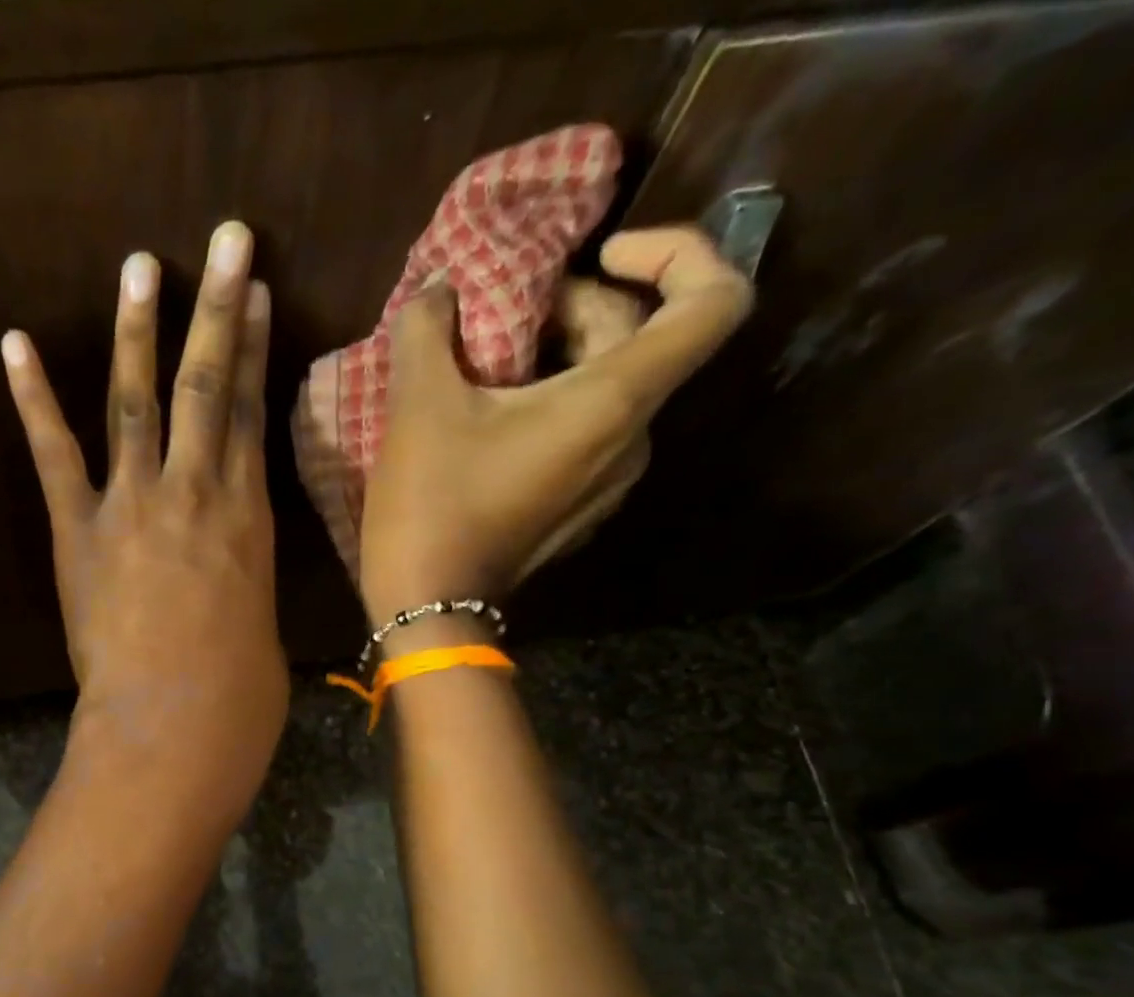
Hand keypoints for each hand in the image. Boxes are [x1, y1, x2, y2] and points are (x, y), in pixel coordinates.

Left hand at [3, 221, 288, 829]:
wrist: (178, 723)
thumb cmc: (238, 694)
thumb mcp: (259, 629)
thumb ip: (242, 587)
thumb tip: (230, 581)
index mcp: (248, 517)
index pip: (252, 414)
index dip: (253, 349)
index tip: (254, 295)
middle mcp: (197, 491)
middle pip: (207, 385)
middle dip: (216, 307)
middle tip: (224, 238)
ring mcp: (135, 504)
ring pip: (137, 401)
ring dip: (138, 330)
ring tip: (140, 265)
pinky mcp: (80, 529)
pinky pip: (55, 453)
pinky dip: (32, 398)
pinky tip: (14, 344)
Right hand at [358, 226, 753, 626]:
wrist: (428, 608)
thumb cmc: (431, 505)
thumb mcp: (418, 405)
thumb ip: (428, 328)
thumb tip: (440, 293)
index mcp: (613, 402)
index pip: (715, 300)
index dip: (678, 251)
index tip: (603, 254)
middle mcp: (633, 440)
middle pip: (641, 340)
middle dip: (578, 308)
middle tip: (502, 316)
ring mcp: (609, 484)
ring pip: (609, 391)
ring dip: (559, 359)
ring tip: (487, 366)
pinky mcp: (579, 512)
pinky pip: (586, 436)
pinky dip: (552, 407)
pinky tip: (490, 422)